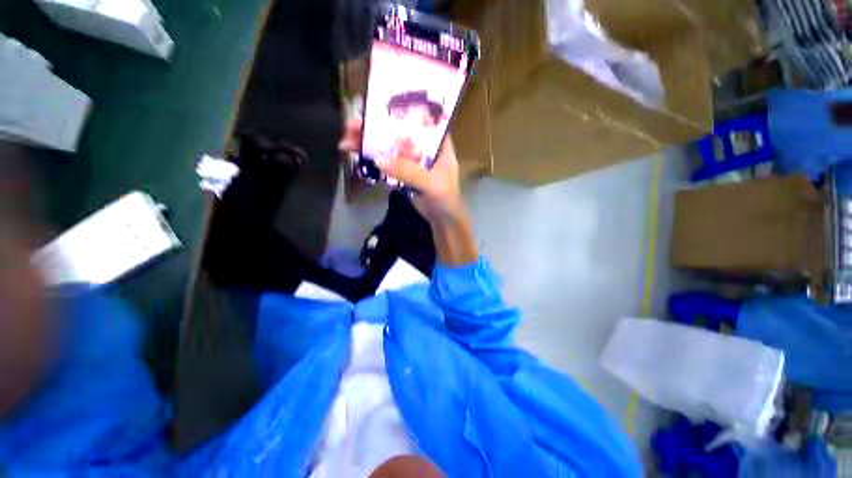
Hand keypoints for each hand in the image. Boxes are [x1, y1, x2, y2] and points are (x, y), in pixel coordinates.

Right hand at [338, 117, 465, 224]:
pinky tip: (355, 156)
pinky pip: (387, 163)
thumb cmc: (445, 198)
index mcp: (437, 142)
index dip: (396, 109)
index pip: (417, 118)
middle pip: (397, 131)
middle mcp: (423, 146)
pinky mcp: (403, 172)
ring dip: (369, 144)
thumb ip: (408, 171)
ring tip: (346, 143)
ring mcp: (412, 160)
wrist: (443, 219)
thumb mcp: (431, 184)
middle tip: (350, 127)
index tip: (373, 106)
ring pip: (389, 146)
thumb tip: (378, 159)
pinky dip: (372, 160)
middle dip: (374, 128)